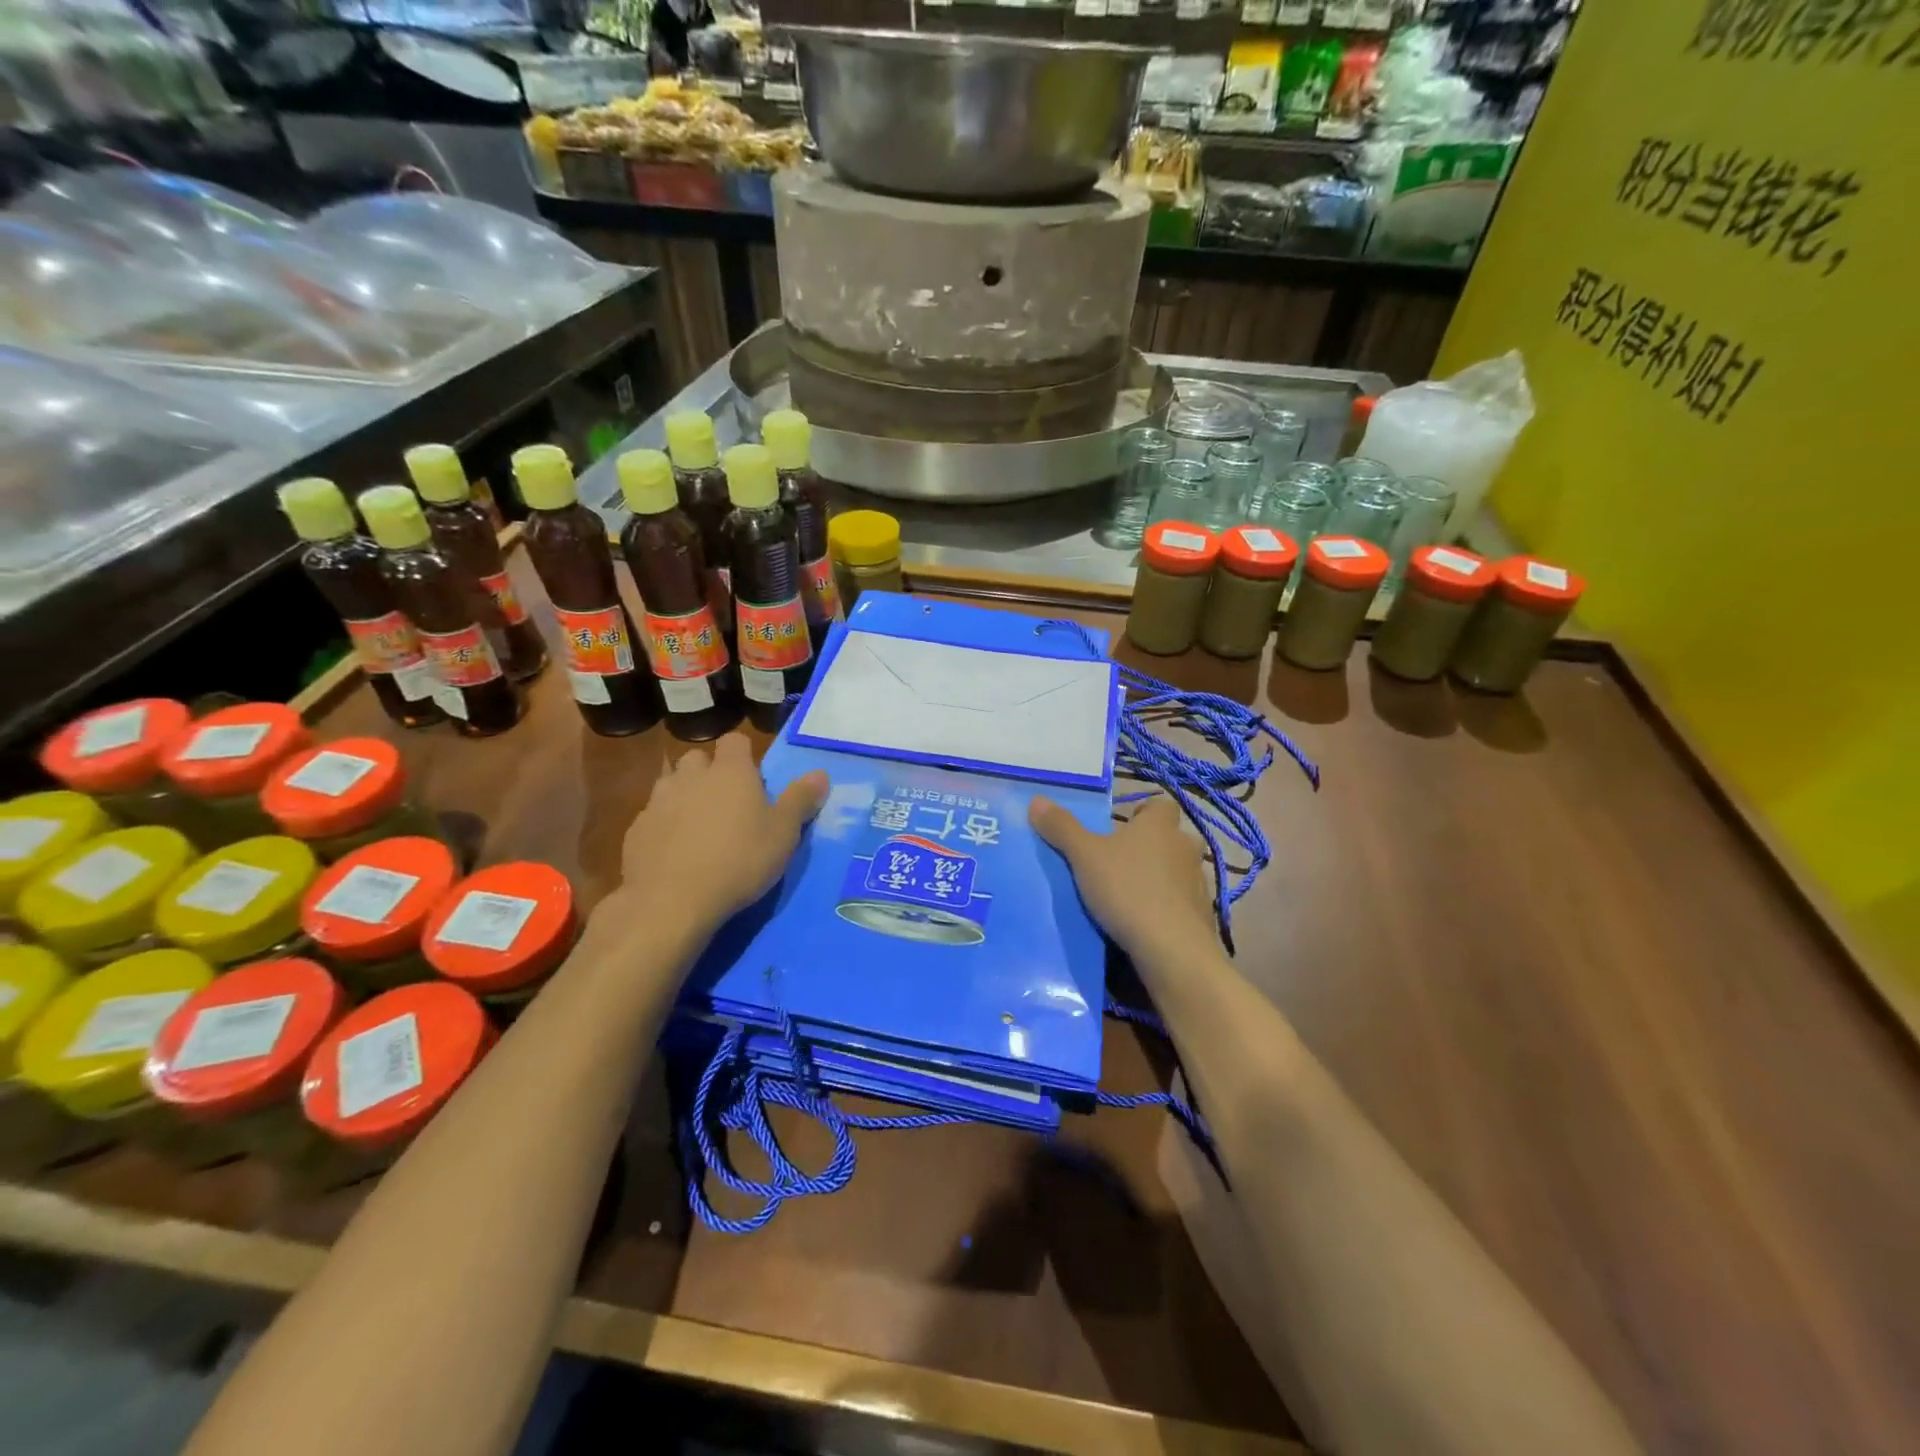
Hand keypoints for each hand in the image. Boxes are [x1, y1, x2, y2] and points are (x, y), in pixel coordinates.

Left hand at [618, 734, 827, 929]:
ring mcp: (658, 802)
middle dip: (710, 772)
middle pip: (698, 758)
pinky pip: (653, 816)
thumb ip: (800, 800)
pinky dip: (664, 825)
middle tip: (727, 802)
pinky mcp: (636, 830)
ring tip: (699, 825)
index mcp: (730, 772)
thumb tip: (820, 773)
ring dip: (684, 795)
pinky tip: (675, 852)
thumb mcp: (783, 834)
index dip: (744, 755)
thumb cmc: (739, 861)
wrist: (671, 901)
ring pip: (671, 784)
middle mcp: (691, 777)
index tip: (755, 779)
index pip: (735, 741)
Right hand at [1029, 796, 1216, 965]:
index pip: (1161, 805)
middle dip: (1151, 846)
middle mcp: (1185, 847)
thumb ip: (1062, 828)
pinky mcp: (1202, 916)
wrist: (1172, 949)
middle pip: (1170, 838)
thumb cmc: (1127, 889)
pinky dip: (1167, 907)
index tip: (1122, 828)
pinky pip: (1182, 903)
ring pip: (1178, 871)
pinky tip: (1145, 923)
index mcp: (1160, 825)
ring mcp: (1198, 883)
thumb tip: (1037, 800)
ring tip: (1129, 895)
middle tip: (1120, 861)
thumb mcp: (1084, 857)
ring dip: (1160, 878)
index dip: (1143, 813)